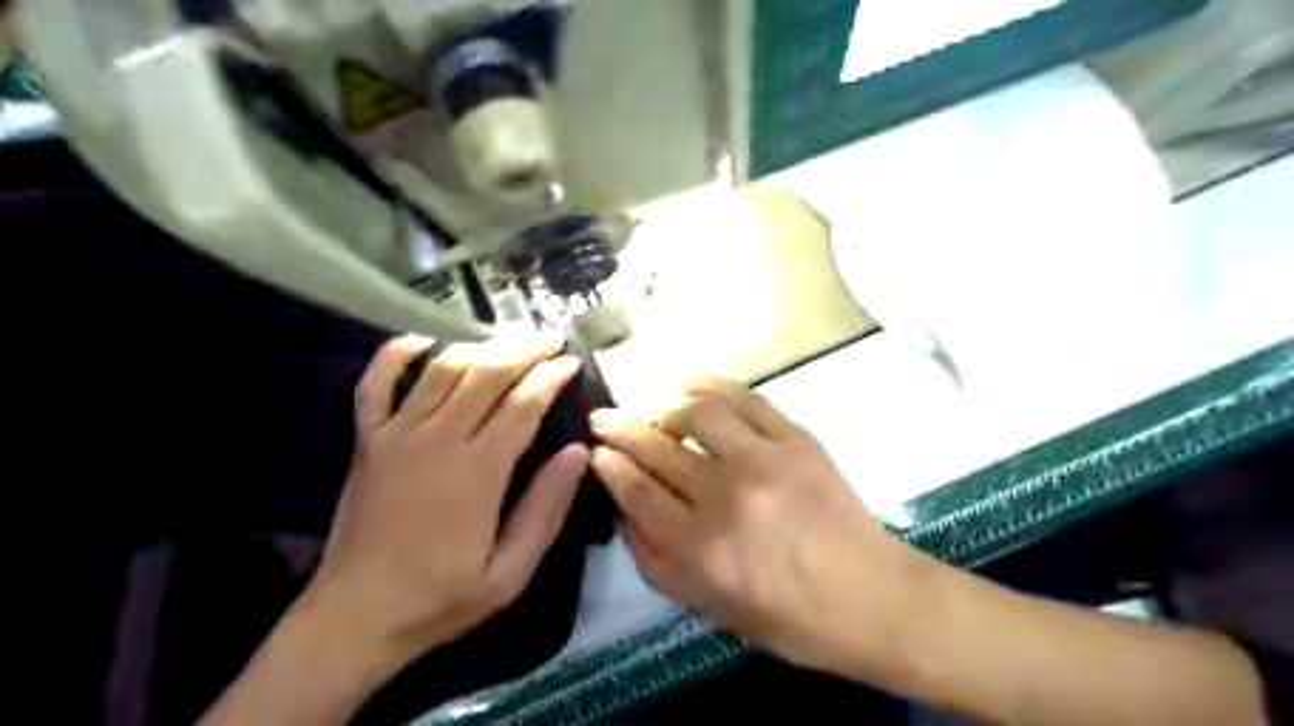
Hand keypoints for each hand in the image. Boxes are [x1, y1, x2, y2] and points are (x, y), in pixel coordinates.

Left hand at [301, 332, 590, 677]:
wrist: (355, 618)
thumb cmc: (441, 598)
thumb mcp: (510, 572)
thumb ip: (545, 509)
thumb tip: (577, 452)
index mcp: (477, 472)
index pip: (522, 405)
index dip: (550, 378)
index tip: (571, 362)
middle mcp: (437, 440)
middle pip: (486, 375)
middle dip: (523, 350)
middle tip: (550, 338)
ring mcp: (395, 436)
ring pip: (441, 370)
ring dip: (478, 347)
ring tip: (506, 340)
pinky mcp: (366, 441)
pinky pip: (374, 384)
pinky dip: (394, 355)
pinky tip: (419, 340)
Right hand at [590, 376, 935, 677]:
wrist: (870, 595)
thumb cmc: (787, 615)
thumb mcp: (709, 609)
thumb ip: (656, 563)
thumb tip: (623, 513)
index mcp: (700, 547)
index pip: (636, 491)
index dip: (609, 465)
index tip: (595, 450)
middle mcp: (724, 496)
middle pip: (656, 448)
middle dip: (621, 428)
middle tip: (603, 417)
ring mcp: (762, 459)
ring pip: (696, 412)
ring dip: (667, 407)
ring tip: (660, 413)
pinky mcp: (795, 437)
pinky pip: (744, 397)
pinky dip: (711, 384)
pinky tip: (691, 382)